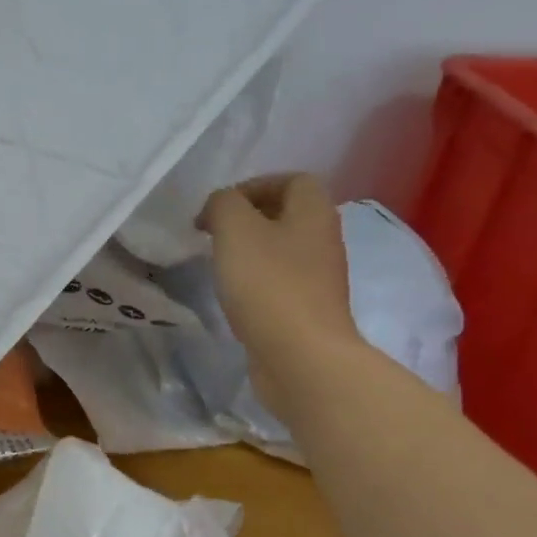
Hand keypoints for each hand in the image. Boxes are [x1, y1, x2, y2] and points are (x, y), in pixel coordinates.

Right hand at [199, 173, 361, 415]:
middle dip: (248, 219)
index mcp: (314, 212)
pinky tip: (234, 297)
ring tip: (219, 265)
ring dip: (250, 252)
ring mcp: (319, 278)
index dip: (255, 185)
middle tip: (213, 235)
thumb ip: (223, 205)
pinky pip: (280, 282)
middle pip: (287, 214)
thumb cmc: (268, 285)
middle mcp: (323, 240)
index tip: (219, 209)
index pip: (292, 180)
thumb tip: (219, 208)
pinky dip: (256, 282)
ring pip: (282, 250)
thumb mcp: (235, 230)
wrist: (300, 356)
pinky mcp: (307, 310)